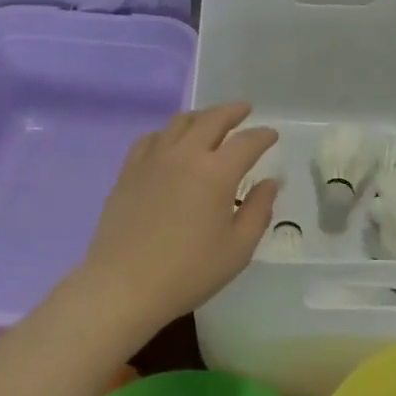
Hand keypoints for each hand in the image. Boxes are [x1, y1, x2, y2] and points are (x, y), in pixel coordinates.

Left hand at [71, 103, 278, 341]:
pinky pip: (151, 137)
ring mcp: (153, 159)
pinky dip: (168, 132)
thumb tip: (270, 182)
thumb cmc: (188, 271)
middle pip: (212, 119)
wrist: (124, 285)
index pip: (247, 142)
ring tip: (210, 121)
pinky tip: (170, 141)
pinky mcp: (129, 170)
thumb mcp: (237, 249)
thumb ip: (258, 210)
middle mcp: (185, 154)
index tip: (272, 134)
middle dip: (233, 111)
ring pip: (180, 122)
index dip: (263, 136)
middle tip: (245, 110)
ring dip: (201, 116)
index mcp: (216, 172)